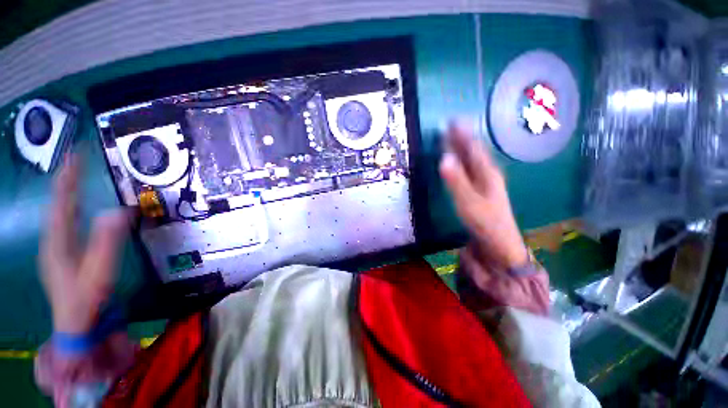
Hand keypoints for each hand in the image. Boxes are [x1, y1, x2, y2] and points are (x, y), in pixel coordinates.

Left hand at [39, 155, 129, 333]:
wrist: (75, 325)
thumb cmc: (87, 299)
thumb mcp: (99, 272)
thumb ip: (108, 242)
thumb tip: (119, 211)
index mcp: (58, 241)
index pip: (62, 202)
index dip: (68, 177)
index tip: (76, 154)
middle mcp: (53, 240)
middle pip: (58, 204)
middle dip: (66, 180)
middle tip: (76, 160)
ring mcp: (56, 247)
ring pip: (59, 213)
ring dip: (66, 192)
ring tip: (74, 176)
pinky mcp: (63, 254)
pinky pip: (64, 223)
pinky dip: (69, 208)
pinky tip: (75, 207)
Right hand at [439, 122, 527, 270]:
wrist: (499, 242)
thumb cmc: (485, 222)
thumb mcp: (469, 202)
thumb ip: (456, 181)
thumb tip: (444, 158)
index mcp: (486, 173)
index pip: (472, 148)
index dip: (462, 134)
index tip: (451, 121)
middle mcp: (487, 173)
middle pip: (473, 151)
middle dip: (461, 138)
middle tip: (449, 125)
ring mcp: (485, 182)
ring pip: (472, 159)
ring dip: (462, 147)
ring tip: (451, 138)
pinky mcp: (480, 190)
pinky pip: (470, 169)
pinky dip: (462, 160)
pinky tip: (458, 161)